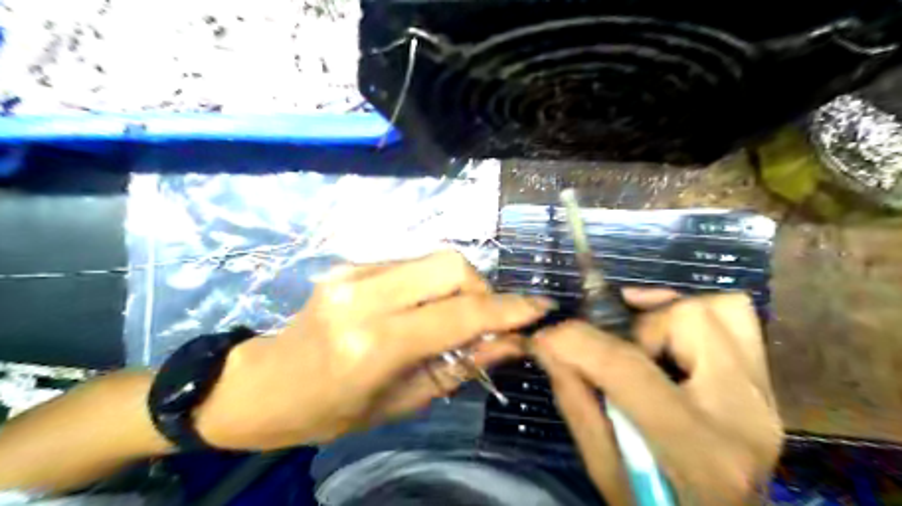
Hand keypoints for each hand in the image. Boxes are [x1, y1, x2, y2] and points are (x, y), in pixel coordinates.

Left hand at [193, 249, 553, 450]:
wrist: (263, 384)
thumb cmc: (331, 410)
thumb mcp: (401, 401)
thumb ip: (460, 366)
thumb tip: (511, 343)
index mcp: (374, 343)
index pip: (459, 315)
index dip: (507, 311)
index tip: (539, 310)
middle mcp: (365, 296)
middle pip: (451, 264)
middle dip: (481, 289)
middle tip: (482, 320)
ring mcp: (354, 272)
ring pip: (434, 258)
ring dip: (458, 285)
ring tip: (452, 316)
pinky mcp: (350, 263)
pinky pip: (411, 263)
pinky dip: (431, 283)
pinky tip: (421, 307)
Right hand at [530, 288, 781, 505]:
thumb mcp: (604, 470)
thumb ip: (576, 401)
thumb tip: (548, 344)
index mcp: (698, 449)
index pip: (629, 368)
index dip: (578, 341)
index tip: (547, 335)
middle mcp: (743, 412)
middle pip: (689, 319)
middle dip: (636, 325)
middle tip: (612, 349)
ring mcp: (763, 396)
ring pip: (720, 309)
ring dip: (667, 315)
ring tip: (641, 337)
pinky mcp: (764, 386)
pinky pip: (735, 320)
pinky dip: (689, 315)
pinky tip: (661, 334)